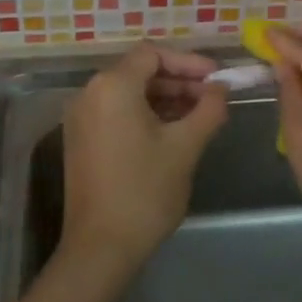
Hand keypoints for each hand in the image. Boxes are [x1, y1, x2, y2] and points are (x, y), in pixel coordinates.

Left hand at [61, 44, 227, 274]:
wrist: (101, 247)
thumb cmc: (145, 191)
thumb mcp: (185, 146)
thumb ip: (208, 109)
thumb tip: (221, 88)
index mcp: (113, 86)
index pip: (153, 54)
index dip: (188, 61)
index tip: (216, 78)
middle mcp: (90, 92)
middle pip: (139, 70)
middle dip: (178, 80)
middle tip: (212, 97)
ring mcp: (81, 117)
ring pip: (129, 92)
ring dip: (164, 97)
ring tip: (198, 115)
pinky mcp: (80, 138)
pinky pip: (116, 110)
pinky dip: (144, 112)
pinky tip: (172, 130)